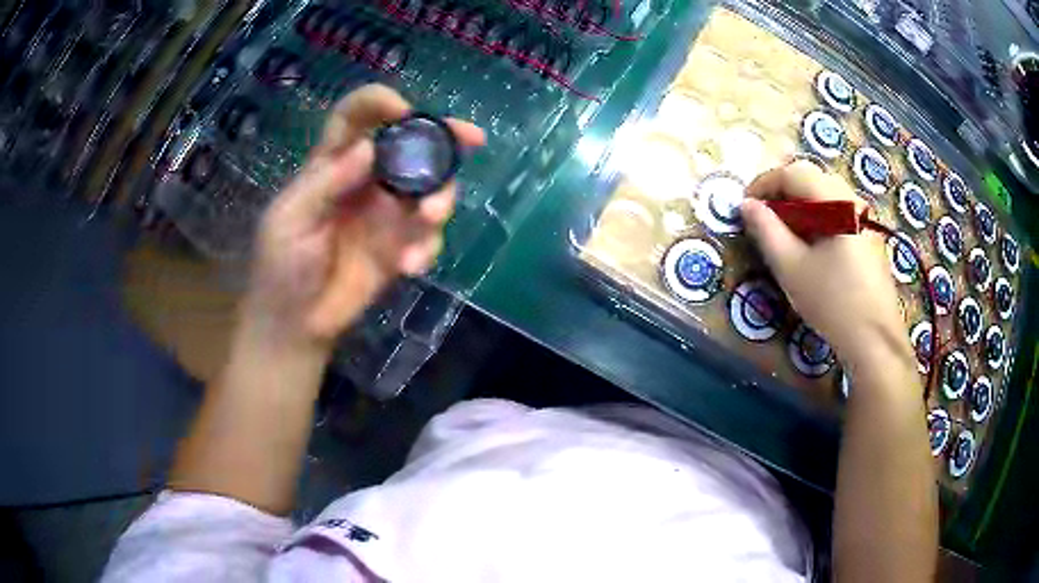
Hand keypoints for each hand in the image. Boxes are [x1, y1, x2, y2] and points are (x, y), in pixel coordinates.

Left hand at [241, 85, 485, 352]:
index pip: (356, 117)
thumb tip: (369, 147)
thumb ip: (326, 184)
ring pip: (430, 188)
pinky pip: (428, 236)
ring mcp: (387, 214)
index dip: (380, 104)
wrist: (295, 324)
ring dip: (440, 199)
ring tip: (429, 219)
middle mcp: (366, 180)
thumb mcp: (291, 221)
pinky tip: (408, 267)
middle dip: (443, 138)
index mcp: (332, 164)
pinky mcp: (401, 247)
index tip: (404, 111)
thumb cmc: (281, 267)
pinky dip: (427, 247)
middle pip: (410, 146)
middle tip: (472, 139)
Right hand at [740, 161, 911, 366]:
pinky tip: (810, 243)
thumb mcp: (791, 268)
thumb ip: (766, 231)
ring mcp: (864, 215)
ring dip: (799, 204)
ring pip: (825, 194)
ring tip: (784, 231)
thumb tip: (746, 205)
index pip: (793, 173)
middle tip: (763, 218)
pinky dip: (817, 216)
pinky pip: (837, 210)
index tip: (745, 206)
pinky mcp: (868, 234)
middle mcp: (852, 198)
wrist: (875, 339)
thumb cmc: (833, 302)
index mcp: (836, 201)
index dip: (764, 184)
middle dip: (782, 192)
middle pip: (811, 178)